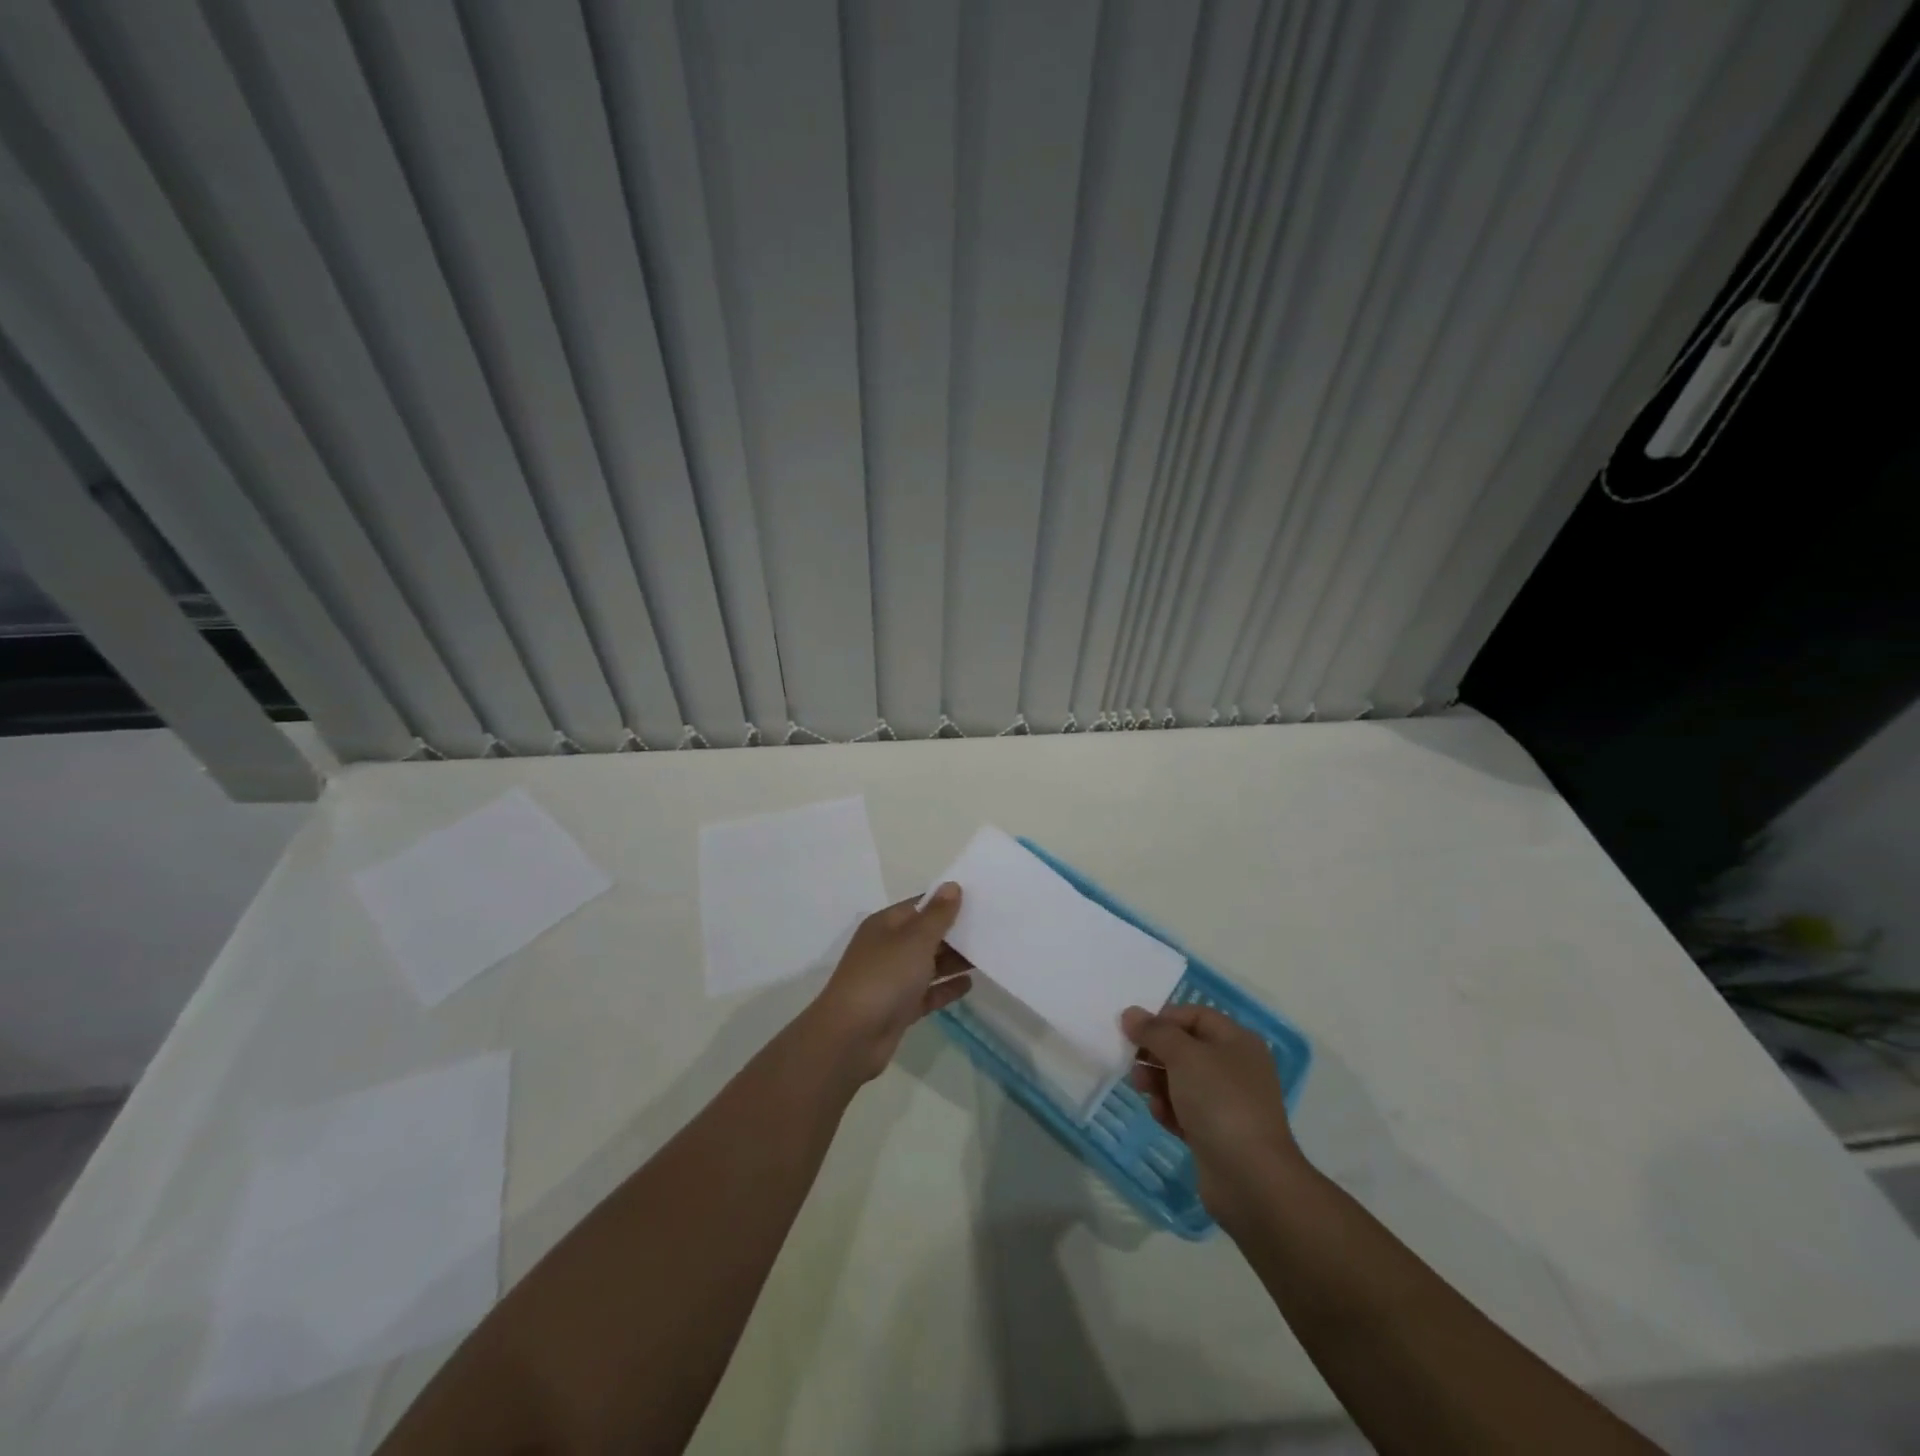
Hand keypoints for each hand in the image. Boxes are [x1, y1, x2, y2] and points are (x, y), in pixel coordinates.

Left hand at [812, 885, 971, 1081]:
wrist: (852, 1037)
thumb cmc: (884, 978)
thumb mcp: (915, 940)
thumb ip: (937, 915)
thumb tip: (951, 886)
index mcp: (885, 925)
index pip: (920, 905)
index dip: (947, 901)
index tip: (980, 900)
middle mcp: (888, 948)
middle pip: (926, 935)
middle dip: (955, 932)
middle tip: (992, 928)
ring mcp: (893, 980)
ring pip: (929, 964)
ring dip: (954, 960)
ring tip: (987, 954)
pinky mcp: (900, 1008)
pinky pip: (928, 993)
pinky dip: (946, 988)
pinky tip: (970, 985)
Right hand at [1122, 1004, 1306, 1219]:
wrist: (1251, 1179)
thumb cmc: (1220, 1102)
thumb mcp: (1184, 1056)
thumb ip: (1155, 1031)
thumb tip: (1130, 1014)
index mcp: (1237, 1041)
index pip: (1195, 1015)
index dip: (1164, 1018)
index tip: (1134, 1030)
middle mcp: (1235, 1068)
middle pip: (1186, 1048)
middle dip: (1156, 1052)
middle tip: (1132, 1061)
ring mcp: (1227, 1103)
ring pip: (1183, 1081)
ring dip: (1157, 1081)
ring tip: (1141, 1089)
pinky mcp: (1217, 1134)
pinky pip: (1186, 1112)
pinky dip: (1169, 1110)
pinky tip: (1160, 1115)